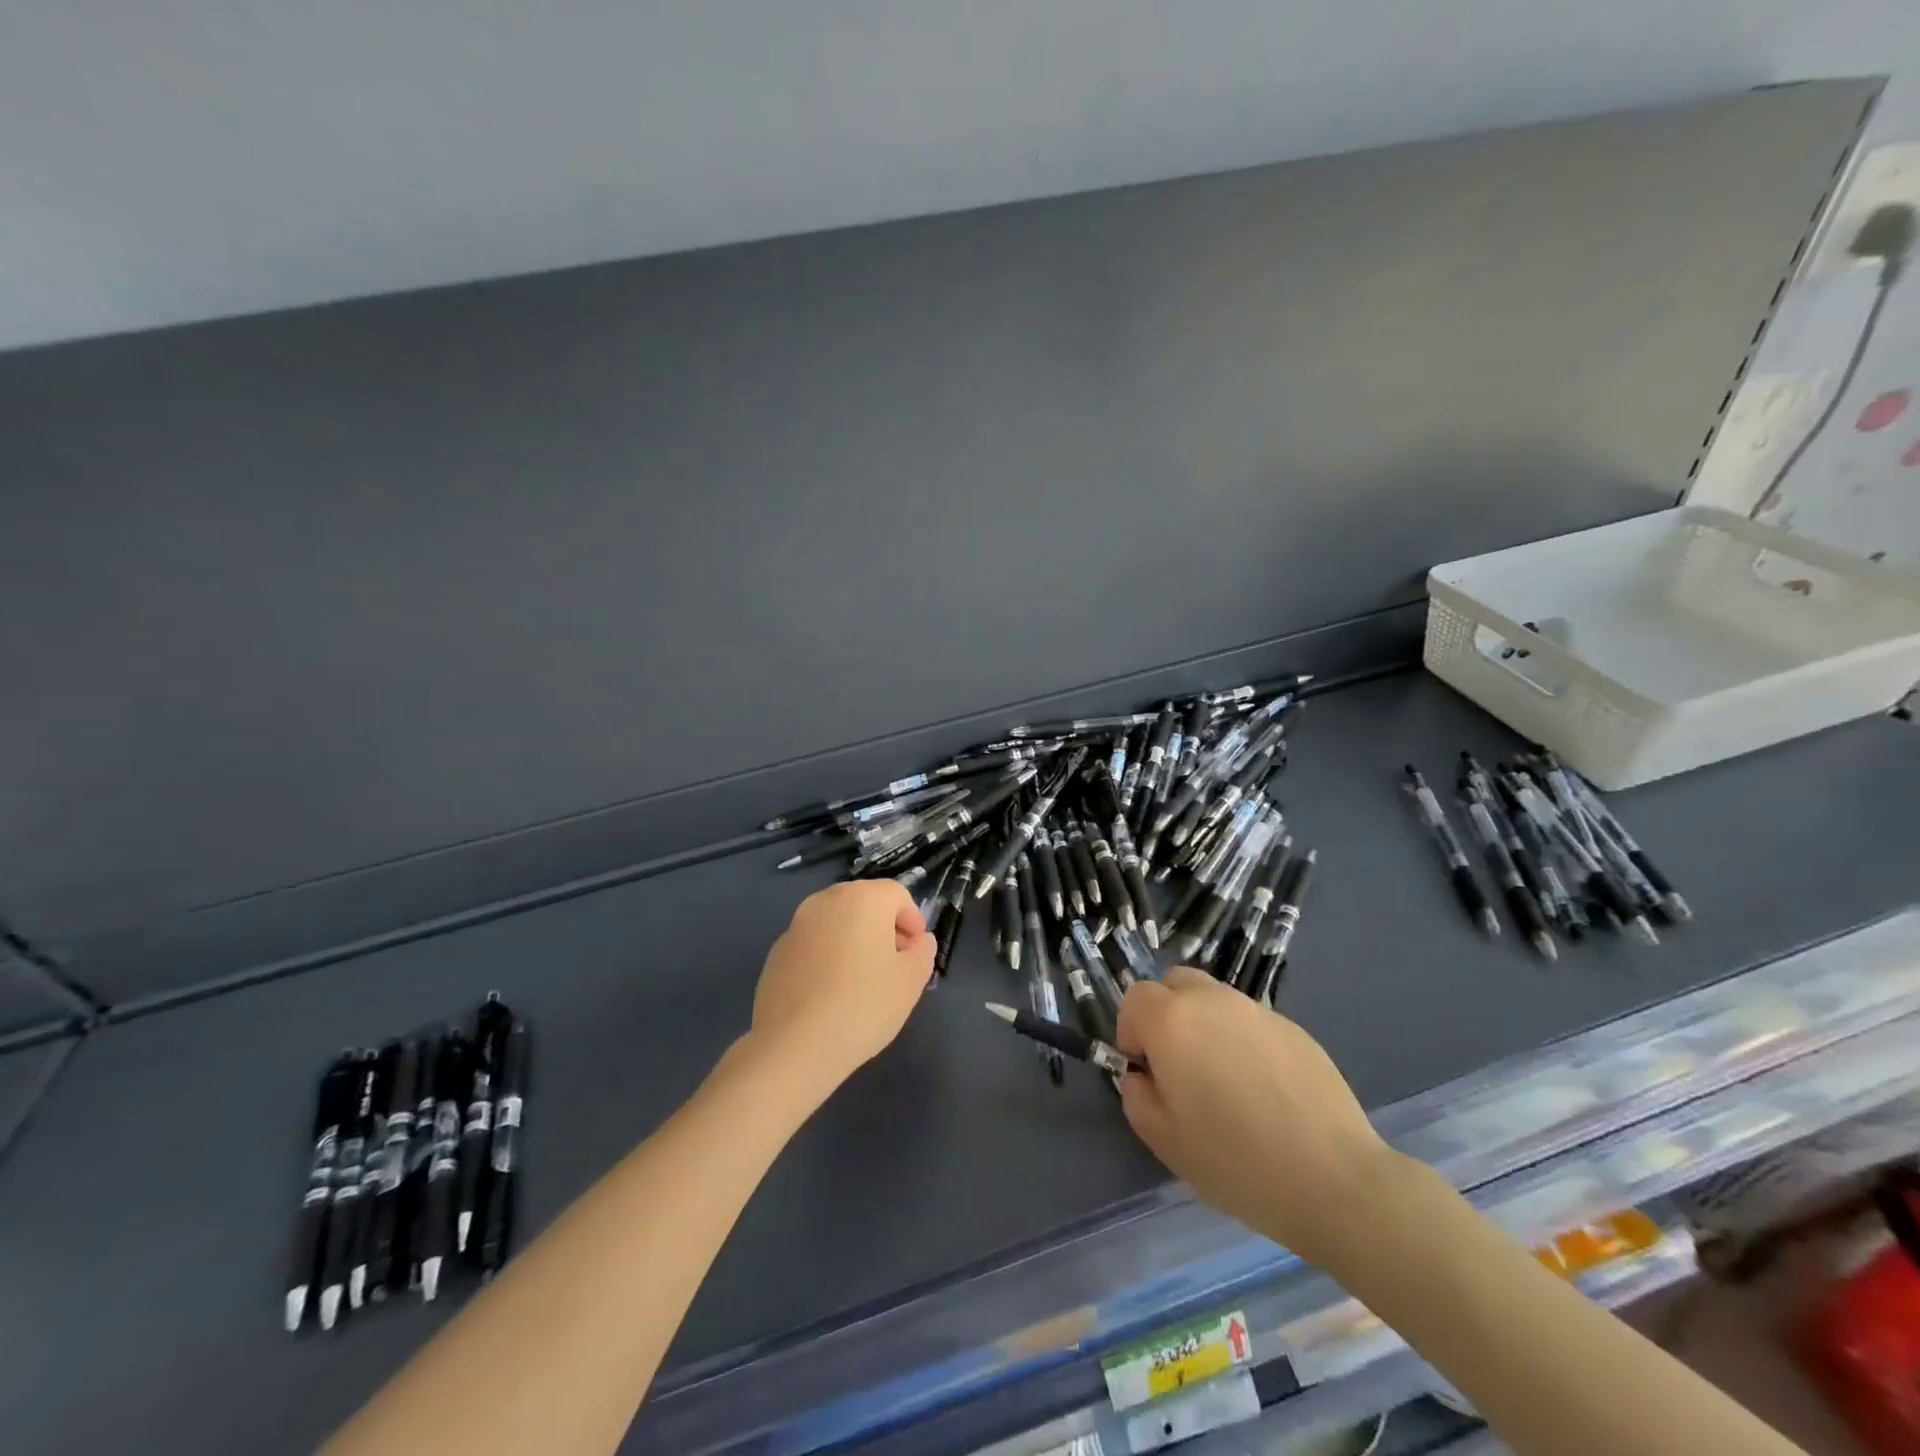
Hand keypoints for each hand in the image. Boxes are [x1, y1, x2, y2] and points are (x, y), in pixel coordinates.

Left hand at [750, 880, 936, 1087]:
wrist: (794, 1046)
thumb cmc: (863, 1006)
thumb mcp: (911, 980)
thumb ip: (922, 951)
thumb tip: (917, 940)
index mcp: (863, 898)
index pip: (897, 895)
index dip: (913, 921)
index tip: (916, 953)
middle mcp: (826, 900)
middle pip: (864, 903)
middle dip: (883, 928)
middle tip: (893, 965)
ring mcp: (796, 925)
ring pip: (836, 923)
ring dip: (853, 941)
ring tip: (861, 981)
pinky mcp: (776, 952)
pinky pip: (813, 944)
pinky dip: (826, 957)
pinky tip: (829, 994)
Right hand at [1116, 967, 1399, 1267]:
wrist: (1333, 1178)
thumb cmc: (1235, 1161)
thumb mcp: (1163, 1140)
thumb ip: (1136, 1095)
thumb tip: (1142, 1075)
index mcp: (1173, 1020)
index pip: (1135, 998)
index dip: (1132, 1032)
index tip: (1147, 1072)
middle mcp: (1212, 1001)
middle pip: (1174, 983)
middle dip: (1166, 1014)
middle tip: (1179, 1066)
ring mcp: (1257, 1011)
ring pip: (1214, 1000)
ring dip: (1205, 1025)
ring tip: (1224, 1081)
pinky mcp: (1294, 1028)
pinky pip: (1251, 1022)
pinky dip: (1243, 1042)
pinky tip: (1263, 1091)